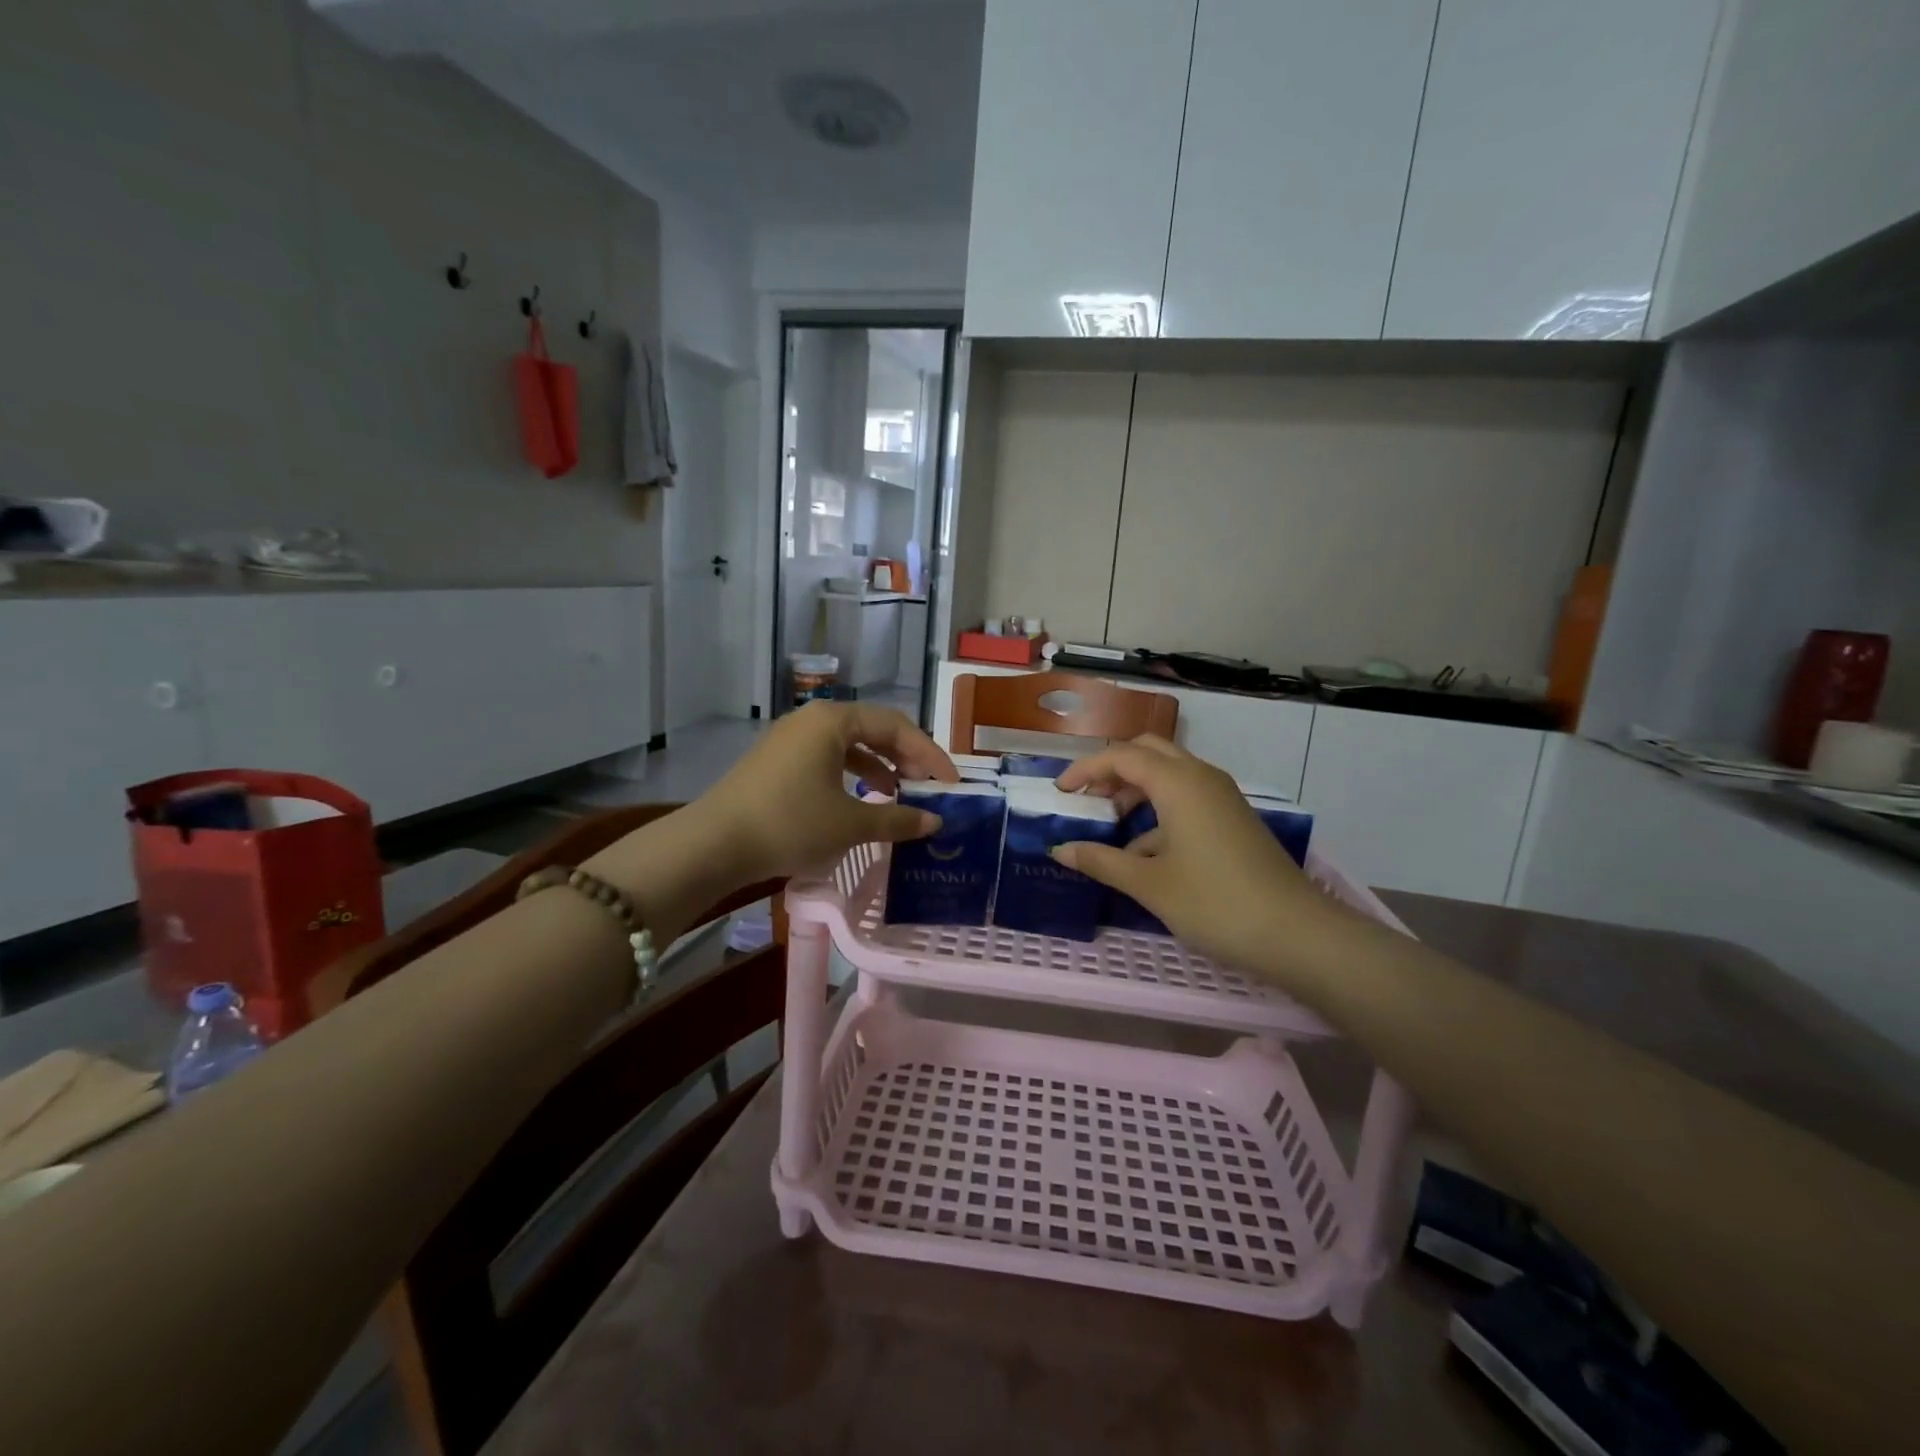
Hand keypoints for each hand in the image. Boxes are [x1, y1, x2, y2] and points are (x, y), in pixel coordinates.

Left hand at [695, 702, 955, 881]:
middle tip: (929, 786)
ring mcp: (791, 739)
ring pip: (850, 744)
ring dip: (880, 766)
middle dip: (905, 757)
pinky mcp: (777, 761)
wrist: (714, 844)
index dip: (929, 754)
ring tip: (900, 793)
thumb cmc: (790, 824)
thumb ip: (898, 819)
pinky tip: (862, 799)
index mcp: (833, 721)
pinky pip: (828, 758)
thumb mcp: (850, 824)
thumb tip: (935, 823)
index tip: (951, 783)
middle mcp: (812, 719)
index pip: (896, 726)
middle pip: (873, 729)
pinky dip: (852, 775)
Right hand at [1054, 736, 1335, 977]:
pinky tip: (1144, 853)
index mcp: (1178, 783)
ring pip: (1170, 774)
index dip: (1085, 769)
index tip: (1059, 791)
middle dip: (1112, 769)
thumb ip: (1101, 861)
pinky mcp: (1233, 819)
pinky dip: (1159, 810)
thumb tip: (1061, 849)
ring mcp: (1222, 798)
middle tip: (1086, 799)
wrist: (1297, 934)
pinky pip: (1187, 797)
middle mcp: (1201, 777)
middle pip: (1148, 752)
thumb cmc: (1215, 903)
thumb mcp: (1150, 884)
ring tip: (1110, 824)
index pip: (1121, 756)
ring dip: (1136, 789)